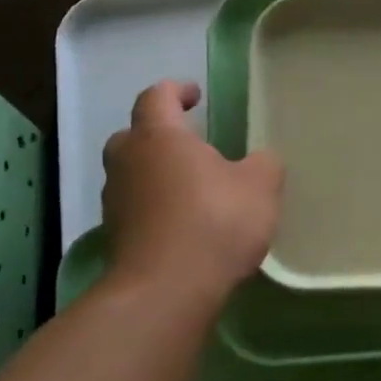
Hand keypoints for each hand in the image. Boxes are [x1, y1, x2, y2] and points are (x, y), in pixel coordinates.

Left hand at [101, 81, 283, 301]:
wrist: (167, 289)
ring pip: (132, 174)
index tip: (195, 94)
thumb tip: (261, 160)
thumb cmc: (214, 222)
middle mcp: (128, 161)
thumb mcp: (260, 187)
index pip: (157, 97)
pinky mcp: (116, 237)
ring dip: (156, 173)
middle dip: (159, 134)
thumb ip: (264, 164)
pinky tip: (181, 224)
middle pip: (134, 135)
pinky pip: (136, 209)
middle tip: (189, 144)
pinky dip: (154, 207)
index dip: (176, 91)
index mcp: (158, 136)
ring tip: (189, 187)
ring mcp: (116, 201)